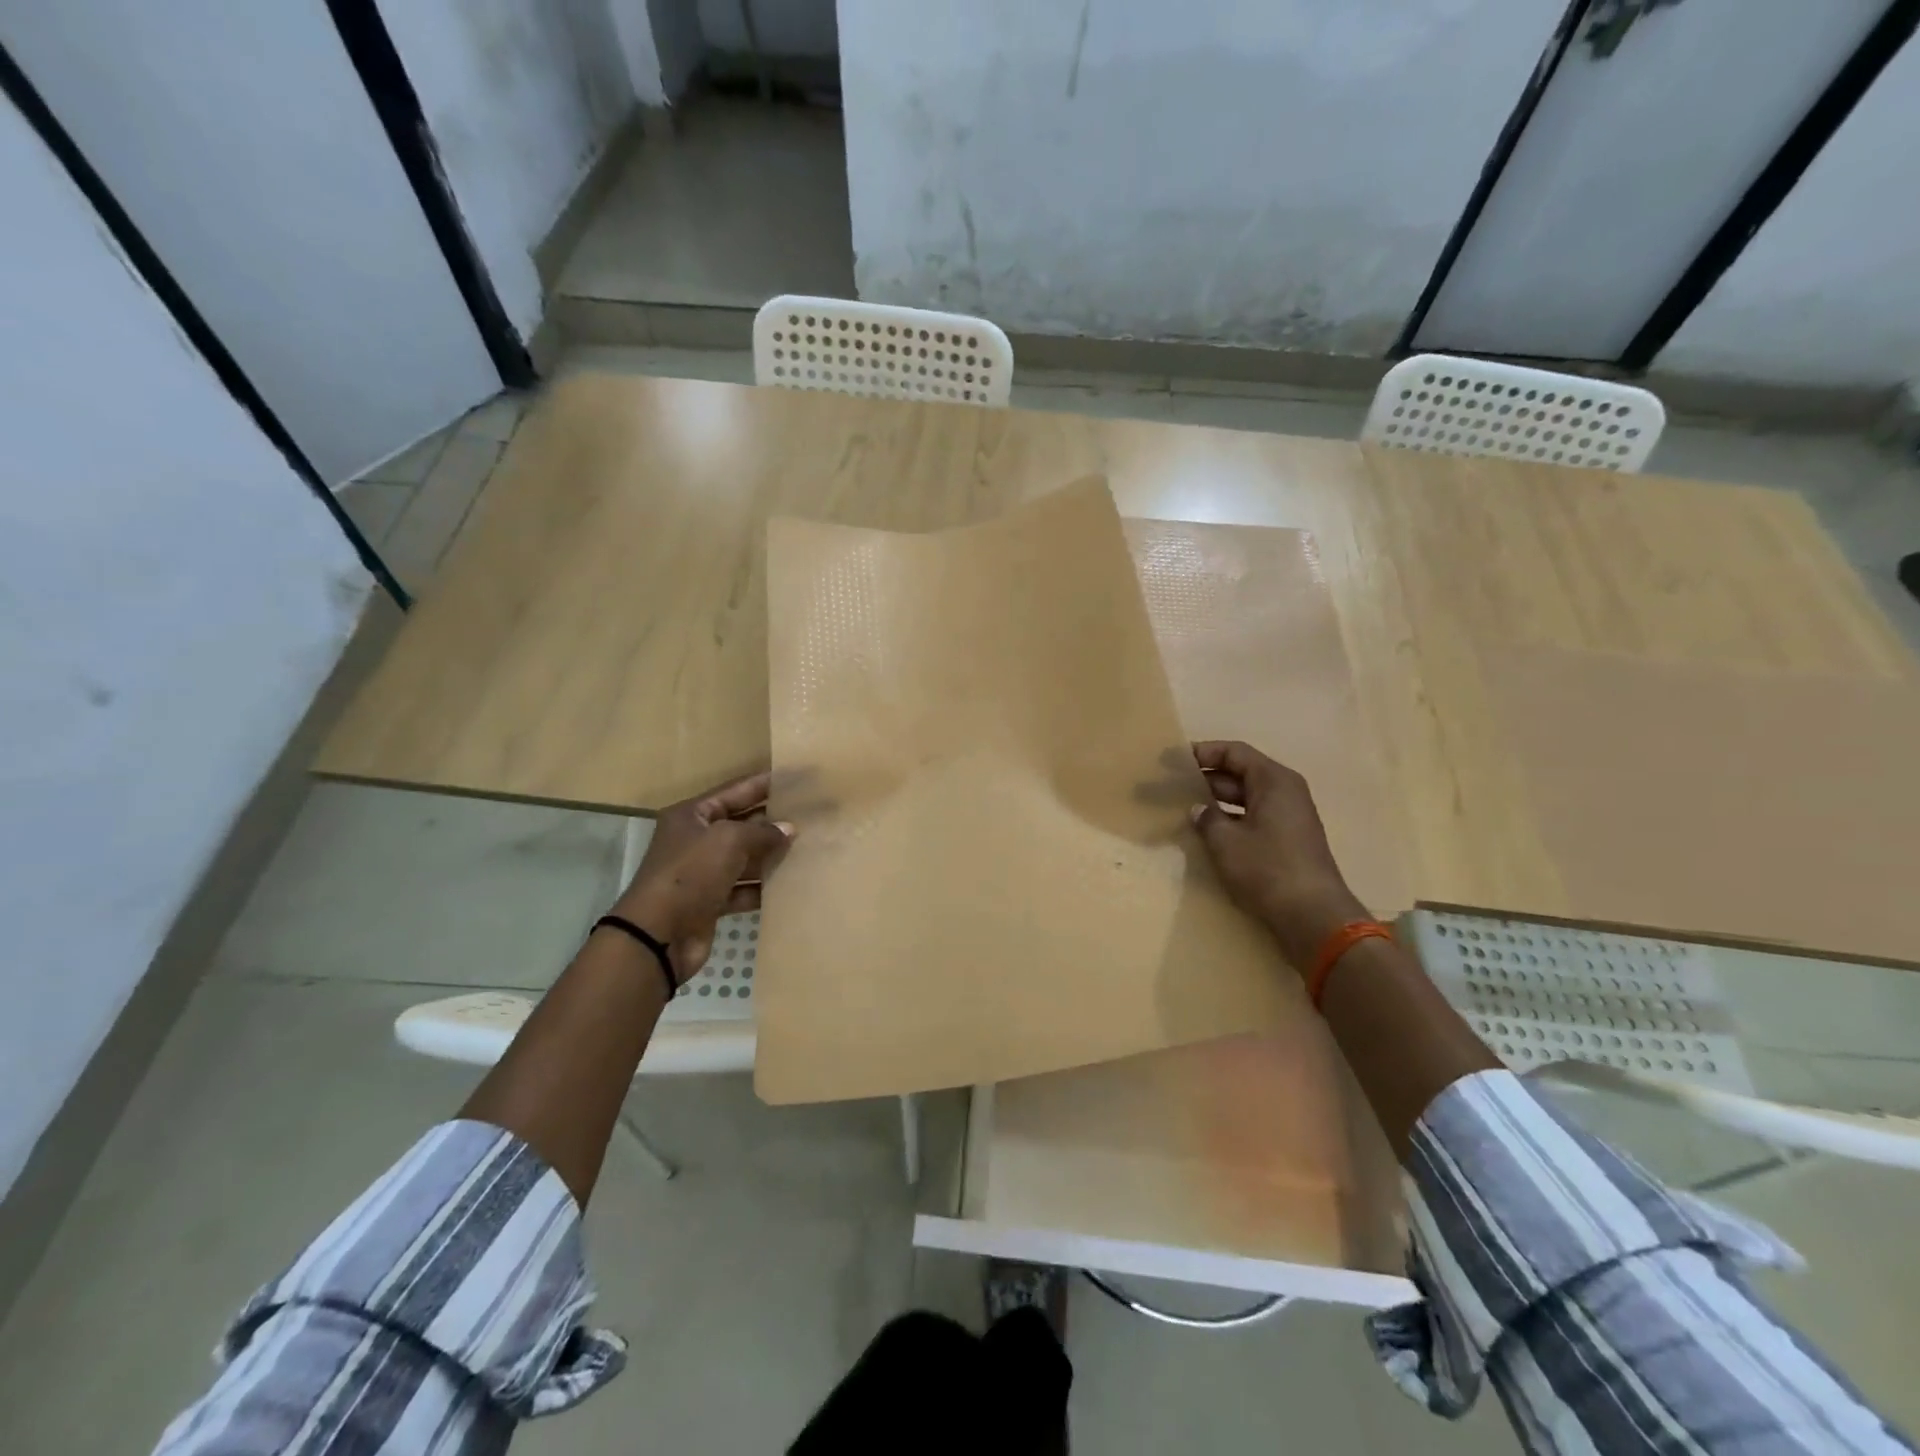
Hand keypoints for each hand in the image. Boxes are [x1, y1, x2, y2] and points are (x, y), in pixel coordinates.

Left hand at [609, 771, 793, 981]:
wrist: (658, 936)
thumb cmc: (690, 874)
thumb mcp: (728, 840)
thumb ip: (762, 831)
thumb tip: (789, 829)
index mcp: (692, 816)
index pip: (735, 791)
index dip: (765, 783)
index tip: (797, 779)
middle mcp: (696, 840)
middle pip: (742, 824)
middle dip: (773, 820)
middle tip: (811, 815)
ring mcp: (703, 872)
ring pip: (745, 857)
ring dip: (772, 854)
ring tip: (809, 847)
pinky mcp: (711, 902)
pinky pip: (743, 888)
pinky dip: (763, 887)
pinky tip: (791, 884)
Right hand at [1190, 741, 1369, 975]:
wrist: (1312, 916)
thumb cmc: (1267, 868)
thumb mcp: (1226, 841)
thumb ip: (1206, 818)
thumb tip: (1197, 809)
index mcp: (1274, 780)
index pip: (1233, 752)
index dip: (1202, 752)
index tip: (1171, 761)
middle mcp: (1285, 791)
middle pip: (1239, 773)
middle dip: (1204, 778)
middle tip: (1169, 786)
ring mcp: (1288, 816)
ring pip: (1244, 797)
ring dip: (1214, 800)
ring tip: (1181, 807)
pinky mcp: (1287, 839)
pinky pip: (1252, 816)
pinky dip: (1229, 818)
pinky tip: (1205, 831)